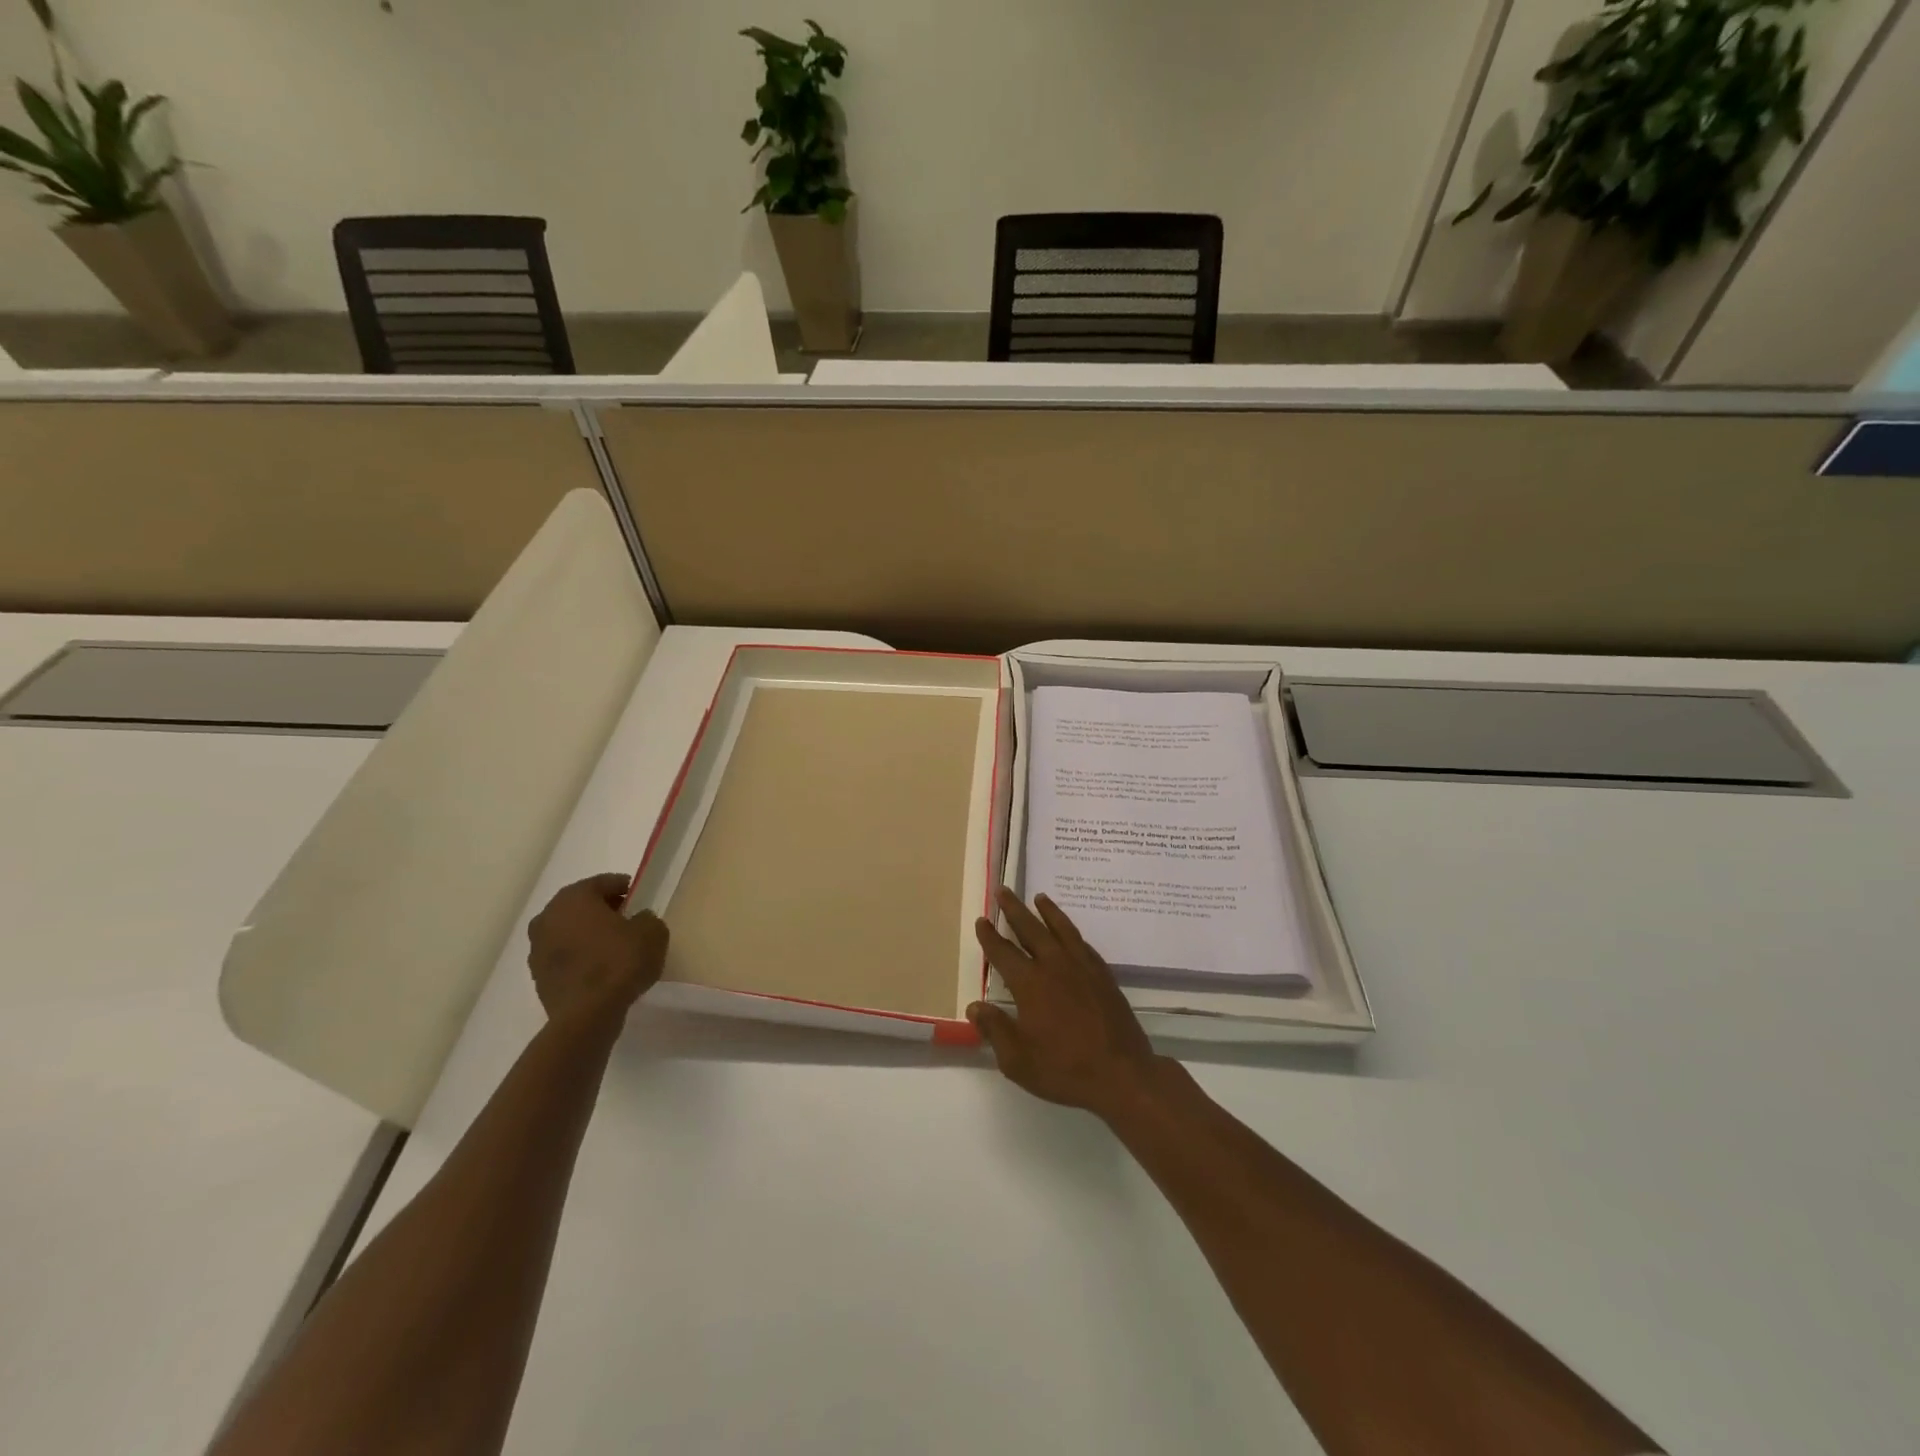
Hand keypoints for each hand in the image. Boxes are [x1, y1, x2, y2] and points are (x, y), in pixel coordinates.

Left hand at [527, 874, 668, 1025]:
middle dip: (603, 910)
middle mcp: (548, 916)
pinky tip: (600, 969)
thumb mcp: (652, 931)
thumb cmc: (620, 961)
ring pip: (569, 932)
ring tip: (614, 947)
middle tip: (628, 920)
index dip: (624, 887)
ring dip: (588, 935)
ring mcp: (537, 948)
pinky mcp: (537, 976)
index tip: (639, 896)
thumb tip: (638, 920)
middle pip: (581, 906)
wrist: (588, 1014)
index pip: (603, 882)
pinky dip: (580, 957)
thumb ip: (647, 918)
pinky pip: (564, 956)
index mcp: (574, 897)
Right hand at [970, 887, 1168, 1122]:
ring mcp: (1083, 967)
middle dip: (1014, 909)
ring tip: (1039, 897)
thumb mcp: (1017, 1060)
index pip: (1003, 953)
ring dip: (1047, 911)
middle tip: (1004, 890)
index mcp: (1030, 984)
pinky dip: (1071, 931)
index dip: (990, 936)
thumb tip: (975, 1006)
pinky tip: (1068, 932)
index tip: (982, 920)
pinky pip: (1083, 943)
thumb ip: (995, 1029)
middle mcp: (1055, 966)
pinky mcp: (1103, 975)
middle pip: (1031, 929)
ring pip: (1061, 929)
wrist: (1122, 1074)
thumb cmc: (1064, 1069)